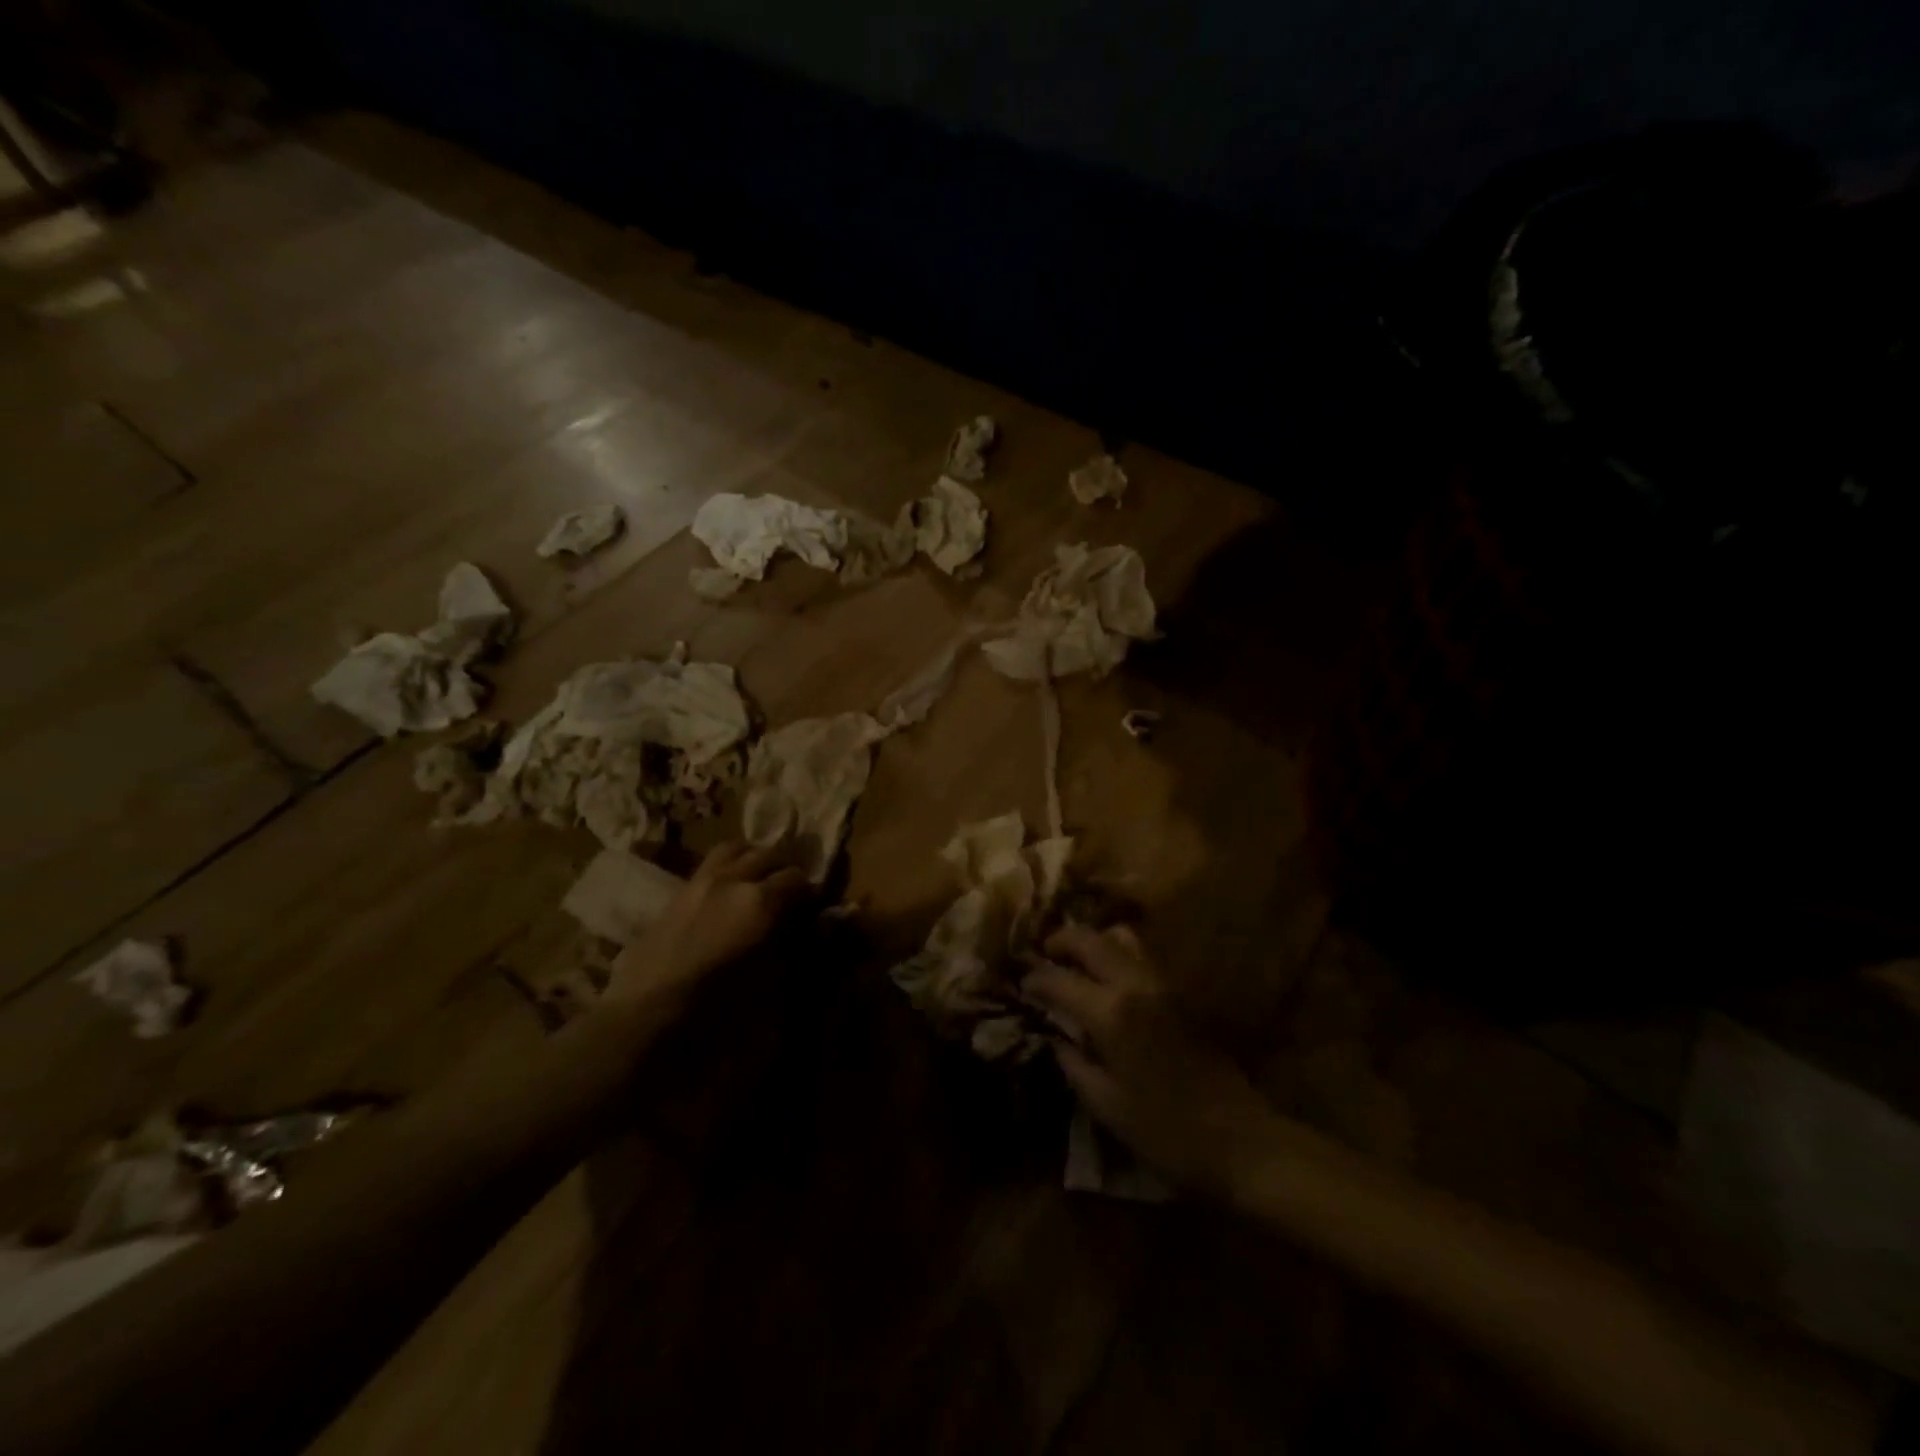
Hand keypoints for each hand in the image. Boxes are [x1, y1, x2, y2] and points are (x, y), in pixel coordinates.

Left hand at [610, 842, 810, 1008]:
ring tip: (759, 880)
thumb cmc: (718, 1009)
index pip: (798, 879)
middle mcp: (732, 880)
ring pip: (736, 849)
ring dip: (754, 859)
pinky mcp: (676, 894)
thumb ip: (799, 946)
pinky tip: (727, 896)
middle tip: (791, 895)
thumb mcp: (772, 982)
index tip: (815, 911)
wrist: (645, 1017)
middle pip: (769, 855)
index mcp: (761, 900)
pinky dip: (727, 870)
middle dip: (785, 870)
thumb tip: (822, 926)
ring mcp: (701, 882)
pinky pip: (709, 866)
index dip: (811, 894)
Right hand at [1024, 924, 1276, 1197]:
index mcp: (1111, 1012)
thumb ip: (1072, 1061)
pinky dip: (1115, 953)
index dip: (1034, 978)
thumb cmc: (1164, 1131)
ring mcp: (1162, 982)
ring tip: (1073, 962)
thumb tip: (1052, 1036)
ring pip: (1119, 938)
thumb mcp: (1105, 1104)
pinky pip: (1140, 955)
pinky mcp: (1181, 991)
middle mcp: (1135, 983)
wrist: (1239, 1139)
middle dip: (1059, 942)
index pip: (1058, 978)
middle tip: (1042, 956)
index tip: (1020, 984)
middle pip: (1089, 939)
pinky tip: (1106, 977)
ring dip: (1090, 942)